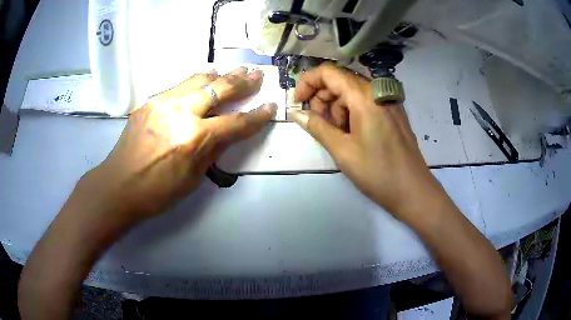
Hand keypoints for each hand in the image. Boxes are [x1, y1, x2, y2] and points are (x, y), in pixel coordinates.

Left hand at [80, 67, 276, 225]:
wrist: (118, 185)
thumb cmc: (157, 192)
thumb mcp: (193, 179)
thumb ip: (213, 150)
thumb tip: (226, 132)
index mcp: (195, 139)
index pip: (236, 123)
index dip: (257, 115)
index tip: (270, 106)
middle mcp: (181, 113)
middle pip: (219, 90)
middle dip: (242, 82)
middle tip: (257, 75)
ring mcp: (163, 103)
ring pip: (198, 79)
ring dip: (220, 75)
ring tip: (233, 72)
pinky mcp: (150, 101)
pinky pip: (179, 86)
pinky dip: (196, 81)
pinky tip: (203, 79)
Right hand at [290, 63, 442, 219]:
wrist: (413, 191)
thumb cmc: (377, 172)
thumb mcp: (342, 151)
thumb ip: (317, 127)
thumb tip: (296, 113)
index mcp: (364, 97)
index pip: (329, 73)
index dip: (308, 82)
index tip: (299, 103)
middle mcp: (377, 91)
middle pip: (341, 81)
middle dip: (322, 99)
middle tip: (317, 125)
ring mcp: (388, 102)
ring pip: (353, 93)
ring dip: (337, 109)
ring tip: (338, 136)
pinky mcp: (393, 113)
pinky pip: (366, 103)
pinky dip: (352, 113)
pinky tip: (352, 135)